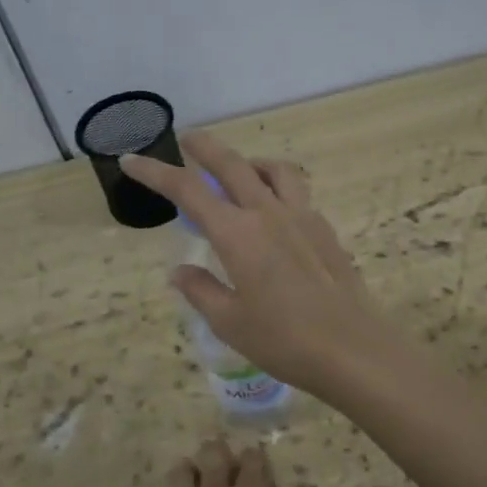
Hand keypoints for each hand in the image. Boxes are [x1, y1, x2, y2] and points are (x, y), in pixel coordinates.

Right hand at [122, 131, 400, 396]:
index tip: (132, 160)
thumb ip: (201, 291)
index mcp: (238, 234)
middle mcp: (269, 213)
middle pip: (233, 164)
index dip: (155, 172)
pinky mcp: (326, 230)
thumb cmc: (284, 341)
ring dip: (251, 162)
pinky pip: (298, 193)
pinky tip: (275, 215)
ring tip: (240, 173)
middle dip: (205, 146)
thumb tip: (179, 273)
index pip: (188, 190)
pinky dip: (278, 188)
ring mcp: (303, 217)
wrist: (353, 349)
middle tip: (188, 137)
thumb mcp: (230, 323)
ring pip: (275, 170)